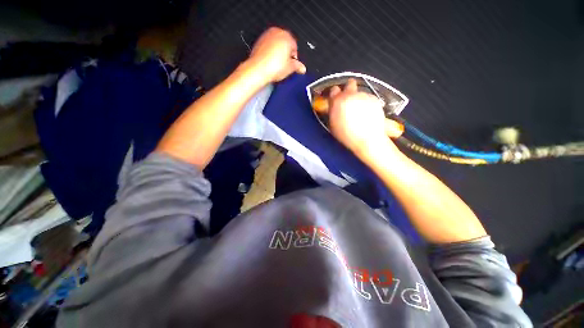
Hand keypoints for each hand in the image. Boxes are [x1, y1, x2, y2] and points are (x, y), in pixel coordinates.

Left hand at [248, 27, 306, 82]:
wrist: (258, 69)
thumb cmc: (273, 67)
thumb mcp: (290, 68)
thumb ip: (298, 66)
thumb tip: (302, 68)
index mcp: (287, 36)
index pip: (295, 47)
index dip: (294, 58)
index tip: (292, 65)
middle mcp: (277, 33)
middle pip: (285, 44)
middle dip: (286, 54)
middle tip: (285, 66)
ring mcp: (267, 36)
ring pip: (276, 44)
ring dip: (278, 53)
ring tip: (277, 65)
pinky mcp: (259, 41)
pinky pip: (268, 46)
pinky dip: (270, 53)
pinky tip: (270, 63)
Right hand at [328, 79, 400, 160]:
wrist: (367, 139)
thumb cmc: (347, 135)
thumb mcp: (333, 124)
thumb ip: (332, 111)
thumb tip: (332, 106)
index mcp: (338, 101)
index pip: (334, 90)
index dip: (335, 94)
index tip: (336, 98)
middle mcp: (351, 95)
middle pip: (349, 83)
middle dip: (348, 88)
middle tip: (348, 98)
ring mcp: (364, 96)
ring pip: (360, 92)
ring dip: (358, 98)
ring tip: (359, 111)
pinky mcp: (375, 99)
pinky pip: (368, 98)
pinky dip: (367, 103)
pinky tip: (366, 113)